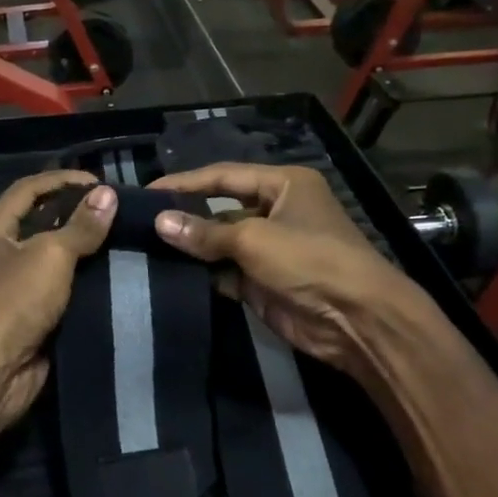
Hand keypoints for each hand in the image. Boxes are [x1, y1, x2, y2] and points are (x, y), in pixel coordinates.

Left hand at [0, 171, 116, 436]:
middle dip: (77, 214)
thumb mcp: (49, 256)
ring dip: (85, 250)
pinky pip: (62, 291)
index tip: (101, 181)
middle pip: (41, 222)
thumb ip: (80, 226)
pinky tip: (116, 275)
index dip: (62, 180)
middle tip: (119, 210)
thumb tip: (108, 194)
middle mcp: (0, 254)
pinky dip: (86, 283)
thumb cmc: (11, 304)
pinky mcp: (31, 317)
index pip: (28, 189)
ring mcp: (14, 287)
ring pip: (55, 259)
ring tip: (125, 238)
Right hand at [151, 163, 425, 375]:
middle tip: (141, 223)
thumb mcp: (254, 239)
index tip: (147, 191)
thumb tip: (159, 222)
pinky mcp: (263, 283)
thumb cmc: (310, 259)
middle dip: (186, 217)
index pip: (224, 176)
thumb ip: (205, 232)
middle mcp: (276, 212)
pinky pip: (225, 273)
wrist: (357, 320)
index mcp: (283, 185)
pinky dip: (203, 274)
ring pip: (220, 244)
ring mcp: (269, 250)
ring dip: (191, 249)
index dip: (185, 182)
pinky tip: (170, 274)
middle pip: (220, 210)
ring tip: (146, 249)